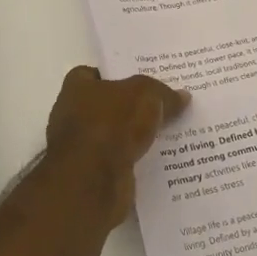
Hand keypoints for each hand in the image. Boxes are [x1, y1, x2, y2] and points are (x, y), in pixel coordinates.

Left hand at [45, 67, 190, 225]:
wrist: (92, 182)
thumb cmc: (111, 124)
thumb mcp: (145, 95)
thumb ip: (163, 93)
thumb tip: (182, 96)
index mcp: (77, 88)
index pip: (95, 74)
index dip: (119, 74)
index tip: (145, 79)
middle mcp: (74, 115)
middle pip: (110, 105)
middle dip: (134, 106)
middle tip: (166, 103)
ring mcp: (83, 148)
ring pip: (118, 135)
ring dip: (139, 135)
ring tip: (173, 131)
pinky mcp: (95, 175)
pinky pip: (123, 161)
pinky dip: (139, 159)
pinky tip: (165, 158)